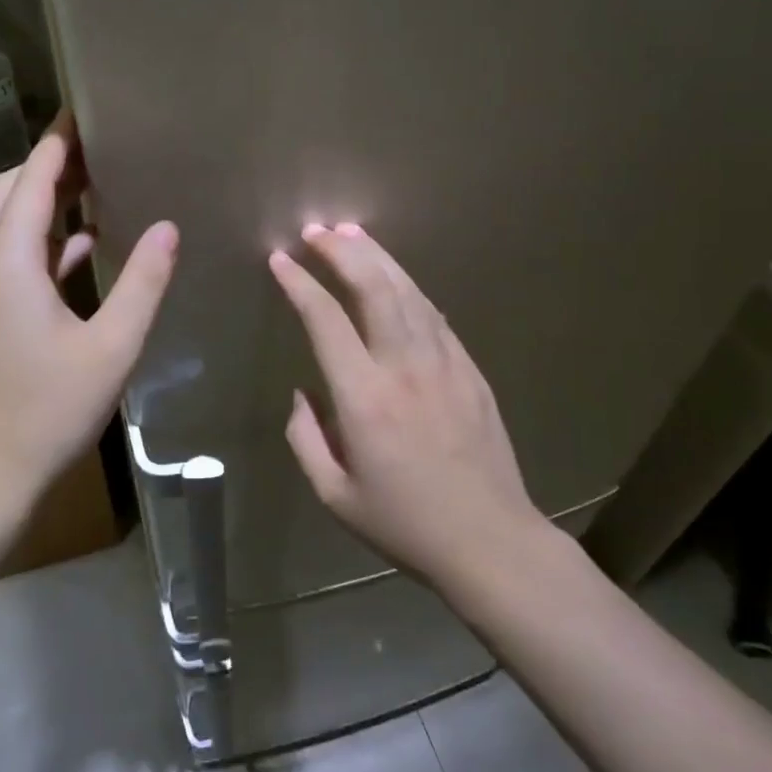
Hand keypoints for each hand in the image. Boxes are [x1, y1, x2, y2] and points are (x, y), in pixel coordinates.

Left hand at [0, 113, 177, 505]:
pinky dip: (40, 243)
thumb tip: (168, 227)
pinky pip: (9, 260)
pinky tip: (81, 248)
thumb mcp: (112, 346)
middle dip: (45, 166)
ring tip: (91, 187)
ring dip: (40, 202)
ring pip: (3, 227)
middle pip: (6, 194)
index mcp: (9, 264)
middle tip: (94, 150)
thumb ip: (143, 282)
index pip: (31, 181)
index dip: (57, 143)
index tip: (82, 112)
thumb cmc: (50, 410)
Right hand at [269, 223, 544, 587]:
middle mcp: (404, 367)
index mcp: (364, 398)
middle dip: (341, 251)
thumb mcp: (334, 494)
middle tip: (317, 230)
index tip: (280, 260)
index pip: (325, 320)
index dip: (300, 284)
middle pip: (373, 288)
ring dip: (377, 257)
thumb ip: (305, 437)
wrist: (490, 541)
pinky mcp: (470, 368)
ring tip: (351, 233)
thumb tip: (302, 392)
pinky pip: (434, 314)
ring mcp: (444, 362)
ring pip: (407, 291)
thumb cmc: (405, 523)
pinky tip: (395, 277)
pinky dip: (408, 287)